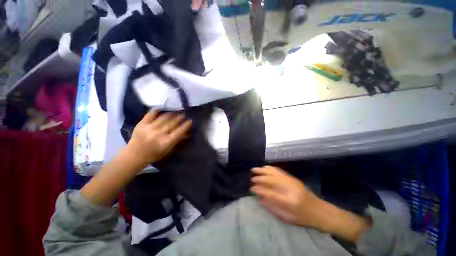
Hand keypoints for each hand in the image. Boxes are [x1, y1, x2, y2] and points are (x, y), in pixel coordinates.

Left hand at [127, 109, 191, 166]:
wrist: (134, 155)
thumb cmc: (154, 154)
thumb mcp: (168, 150)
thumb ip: (178, 141)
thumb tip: (188, 133)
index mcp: (166, 142)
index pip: (180, 131)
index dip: (186, 125)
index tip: (190, 121)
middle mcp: (159, 134)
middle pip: (173, 123)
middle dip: (180, 118)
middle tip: (184, 115)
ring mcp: (149, 128)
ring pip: (164, 118)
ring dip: (172, 114)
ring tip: (175, 112)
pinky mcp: (141, 124)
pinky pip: (151, 114)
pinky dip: (156, 110)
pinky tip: (161, 109)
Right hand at [250, 166, 319, 226]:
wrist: (319, 210)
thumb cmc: (302, 217)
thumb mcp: (287, 218)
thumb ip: (272, 208)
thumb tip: (259, 198)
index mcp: (289, 201)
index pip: (270, 193)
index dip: (260, 190)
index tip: (252, 188)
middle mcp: (290, 188)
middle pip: (272, 179)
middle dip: (260, 178)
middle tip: (252, 178)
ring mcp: (292, 181)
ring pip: (274, 172)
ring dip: (263, 170)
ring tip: (254, 169)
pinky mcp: (292, 178)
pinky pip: (279, 170)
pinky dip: (270, 168)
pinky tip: (265, 167)